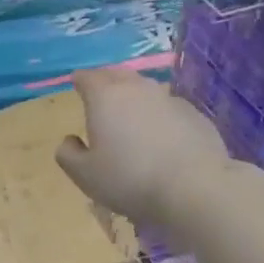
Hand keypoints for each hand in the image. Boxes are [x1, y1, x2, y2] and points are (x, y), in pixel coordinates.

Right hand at [55, 67, 229, 226]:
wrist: (196, 188)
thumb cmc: (130, 179)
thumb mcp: (84, 175)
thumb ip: (68, 154)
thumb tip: (69, 140)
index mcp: (105, 97)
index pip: (87, 77)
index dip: (79, 81)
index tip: (76, 87)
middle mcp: (137, 89)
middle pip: (117, 74)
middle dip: (106, 81)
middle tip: (100, 97)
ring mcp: (170, 99)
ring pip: (145, 89)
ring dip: (134, 97)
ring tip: (131, 117)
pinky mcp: (195, 115)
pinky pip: (169, 108)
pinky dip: (159, 115)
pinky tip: (161, 137)